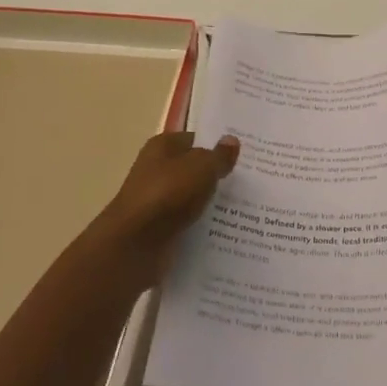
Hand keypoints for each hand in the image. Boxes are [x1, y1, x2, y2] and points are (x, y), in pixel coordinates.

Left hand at [89, 131, 239, 285]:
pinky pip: (187, 223)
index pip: (195, 140)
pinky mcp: (159, 230)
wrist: (135, 245)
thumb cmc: (168, 194)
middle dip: (218, 177)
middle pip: (194, 170)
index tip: (245, 157)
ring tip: (247, 210)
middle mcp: (156, 170)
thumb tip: (232, 141)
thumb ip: (218, 156)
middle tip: (251, 184)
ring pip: (192, 199)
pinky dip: (202, 227)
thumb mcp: (201, 168)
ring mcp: (157, 202)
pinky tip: (227, 232)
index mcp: (162, 147)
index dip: (217, 146)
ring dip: (212, 205)